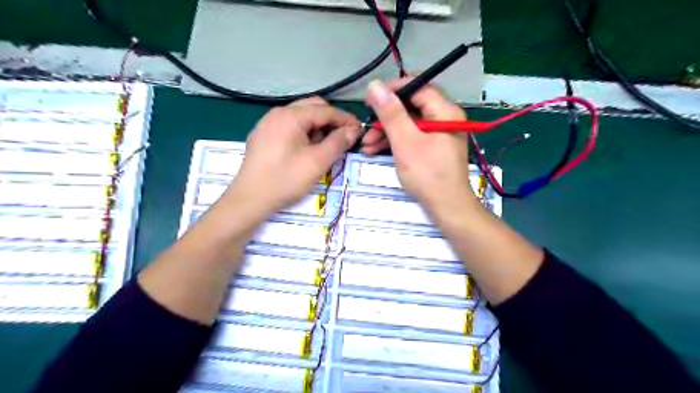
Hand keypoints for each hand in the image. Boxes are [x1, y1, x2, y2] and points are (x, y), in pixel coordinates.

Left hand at [228, 96, 360, 217]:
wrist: (250, 199)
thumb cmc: (286, 179)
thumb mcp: (317, 162)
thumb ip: (338, 142)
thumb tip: (354, 130)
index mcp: (290, 115)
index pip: (325, 110)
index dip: (346, 119)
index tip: (360, 130)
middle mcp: (277, 113)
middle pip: (312, 108)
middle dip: (331, 121)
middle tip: (343, 139)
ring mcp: (267, 124)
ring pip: (300, 117)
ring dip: (317, 128)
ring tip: (324, 147)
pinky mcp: (263, 136)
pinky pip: (289, 127)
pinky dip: (303, 133)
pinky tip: (305, 150)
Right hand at [364, 81, 478, 215]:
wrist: (447, 208)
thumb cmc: (427, 174)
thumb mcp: (405, 142)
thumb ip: (391, 113)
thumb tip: (375, 85)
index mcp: (444, 111)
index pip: (418, 86)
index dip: (392, 89)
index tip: (370, 98)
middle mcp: (444, 118)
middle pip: (411, 106)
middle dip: (385, 117)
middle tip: (366, 125)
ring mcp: (438, 134)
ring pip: (408, 123)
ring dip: (386, 132)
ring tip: (366, 145)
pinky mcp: (432, 148)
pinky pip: (411, 137)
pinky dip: (394, 142)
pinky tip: (375, 150)